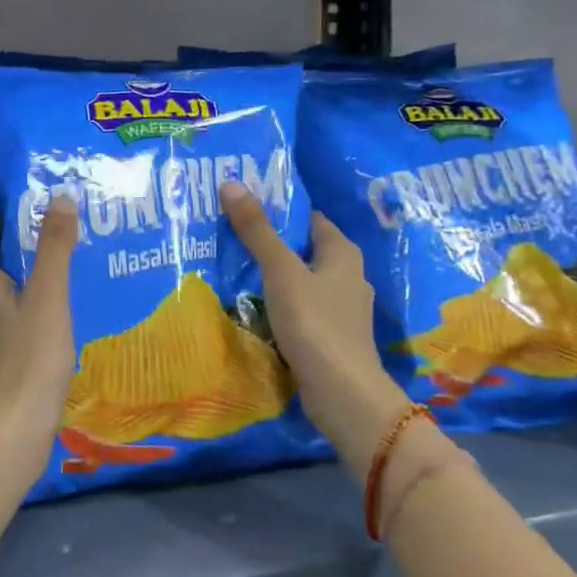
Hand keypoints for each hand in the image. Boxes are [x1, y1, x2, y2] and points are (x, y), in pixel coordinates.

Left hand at [0, 196, 78, 461]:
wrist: (12, 432)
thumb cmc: (30, 358)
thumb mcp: (49, 297)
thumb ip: (55, 249)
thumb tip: (60, 198)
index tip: (4, 215)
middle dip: (8, 261)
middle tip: (42, 250)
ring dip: (17, 296)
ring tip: (52, 292)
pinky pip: (7, 341)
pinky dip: (23, 329)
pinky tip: (49, 339)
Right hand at [221, 182, 409, 435]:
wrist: (343, 394)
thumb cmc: (315, 323)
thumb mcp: (281, 271)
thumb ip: (257, 230)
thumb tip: (232, 182)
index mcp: (343, 252)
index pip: (308, 218)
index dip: (278, 209)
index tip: (242, 206)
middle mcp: (348, 275)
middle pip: (302, 249)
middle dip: (270, 243)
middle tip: (228, 235)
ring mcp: (341, 308)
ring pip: (300, 281)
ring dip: (273, 276)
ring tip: (233, 268)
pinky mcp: (331, 336)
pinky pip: (300, 308)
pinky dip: (279, 304)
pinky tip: (252, 307)